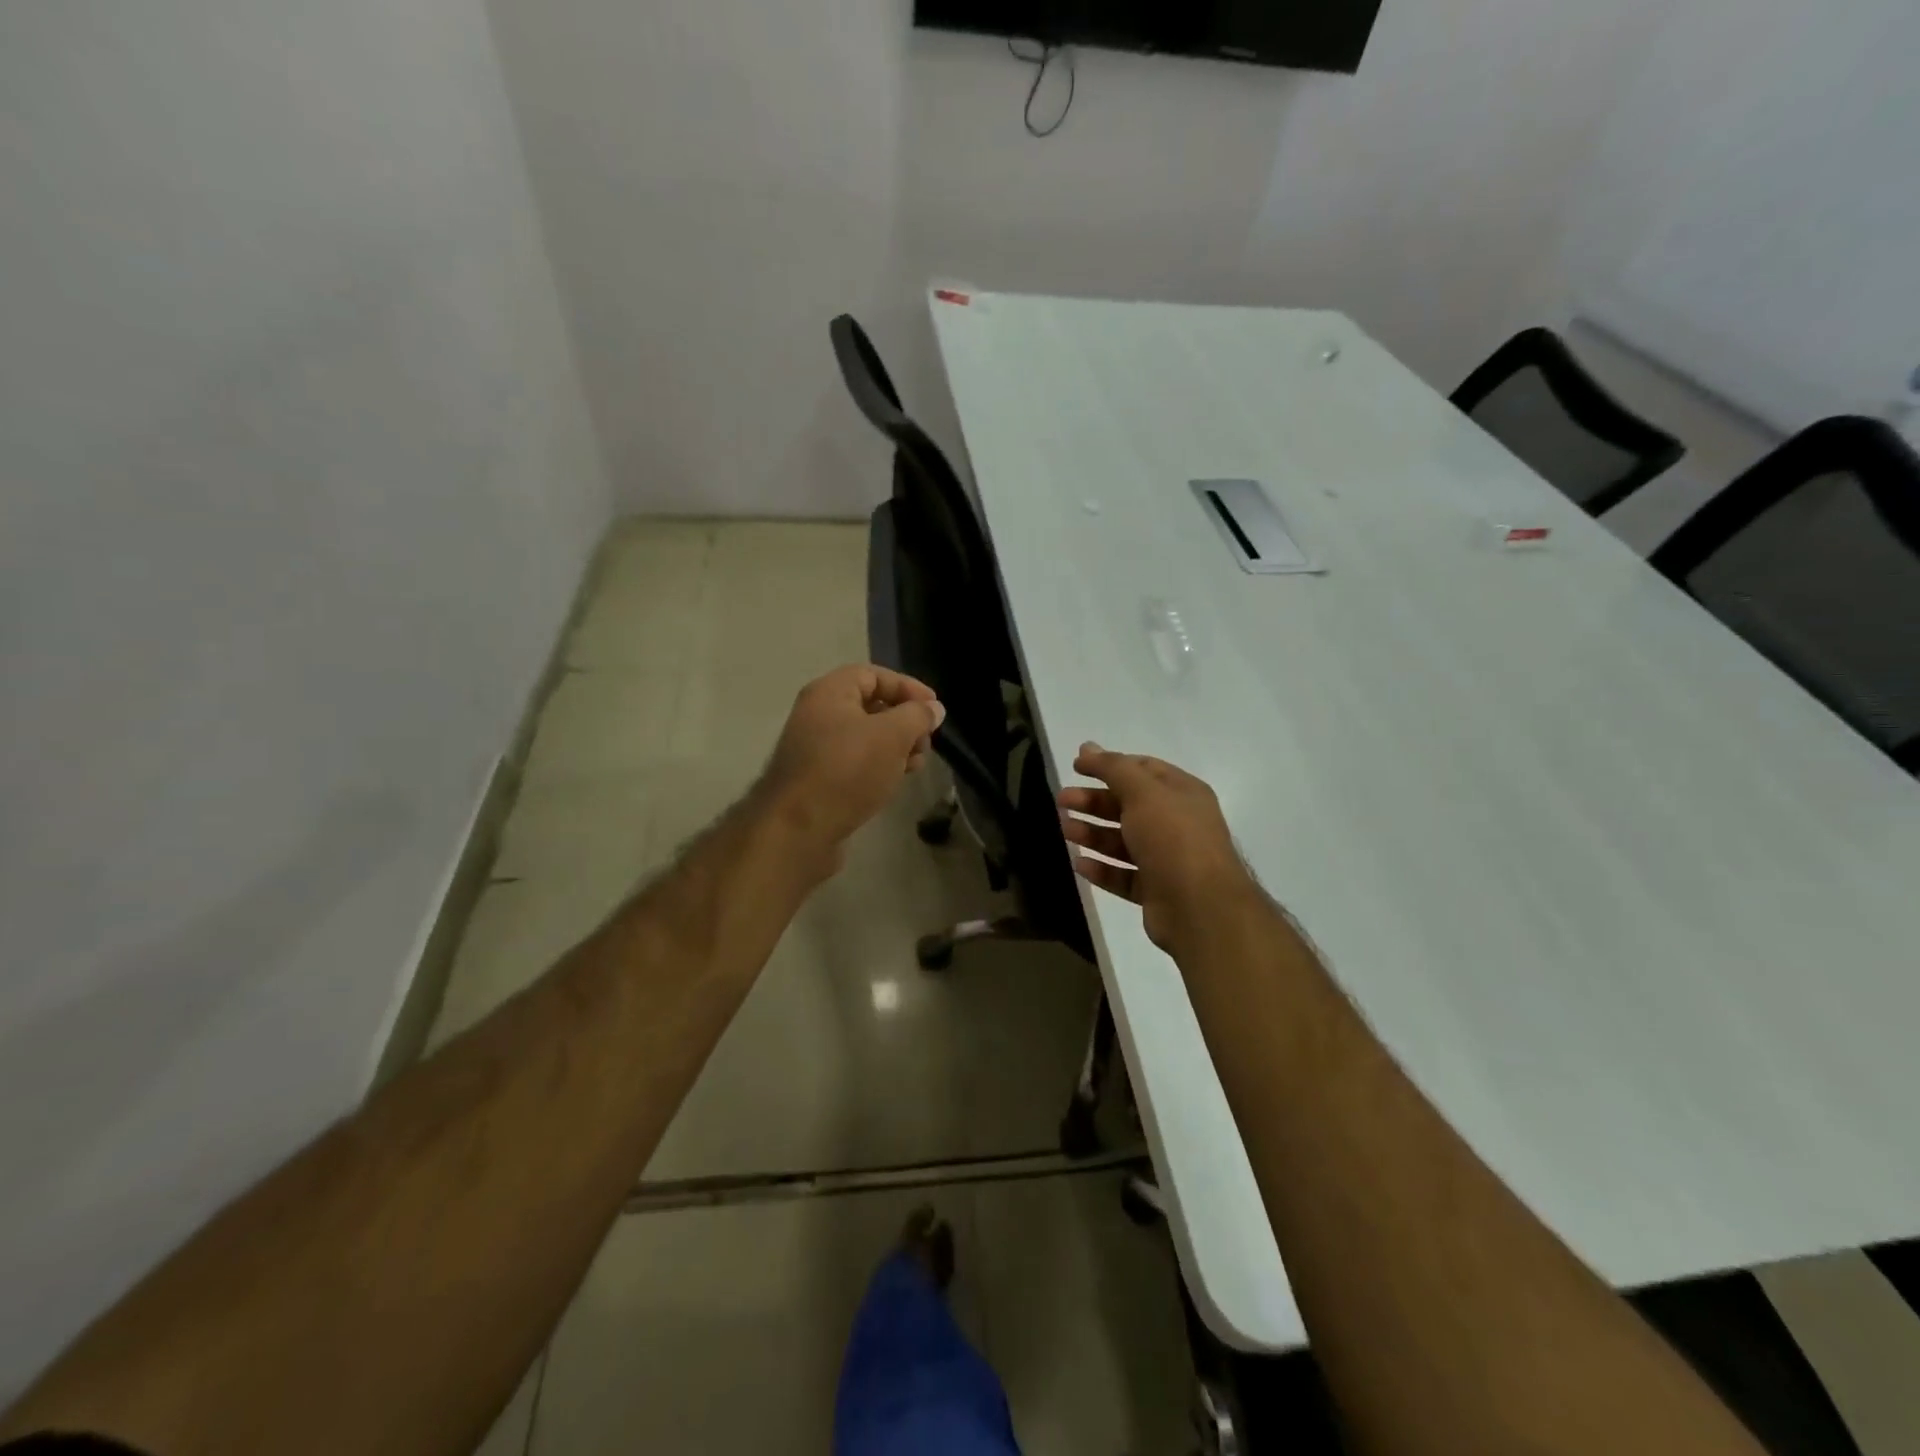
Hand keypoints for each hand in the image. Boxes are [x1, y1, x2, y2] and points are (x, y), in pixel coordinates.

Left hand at [761, 665, 944, 853]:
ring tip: (915, 765)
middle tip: (926, 742)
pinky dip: (878, 765)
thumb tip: (933, 708)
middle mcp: (817, 714)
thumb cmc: (848, 770)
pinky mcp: (818, 778)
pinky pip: (854, 761)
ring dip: (895, 746)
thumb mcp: (892, 735)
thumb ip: (917, 716)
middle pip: (870, 705)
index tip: (934, 709)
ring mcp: (815, 748)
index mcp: (829, 692)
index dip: (908, 687)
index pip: (874, 675)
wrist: (799, 829)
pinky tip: (894, 781)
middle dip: (904, 721)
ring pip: (865, 737)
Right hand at [1057, 743, 1258, 955]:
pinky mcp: (1156, 890)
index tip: (1076, 767)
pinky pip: (1124, 875)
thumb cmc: (1173, 838)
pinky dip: (1102, 868)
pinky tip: (1080, 863)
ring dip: (1093, 834)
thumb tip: (1087, 747)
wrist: (1201, 907)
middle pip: (1128, 806)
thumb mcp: (1142, 792)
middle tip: (1062, 801)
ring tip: (1065, 830)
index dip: (1108, 765)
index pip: (1142, 769)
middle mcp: (1177, 823)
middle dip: (1094, 801)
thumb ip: (1112, 768)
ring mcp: (1167, 859)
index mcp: (1182, 793)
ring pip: (1123, 841)